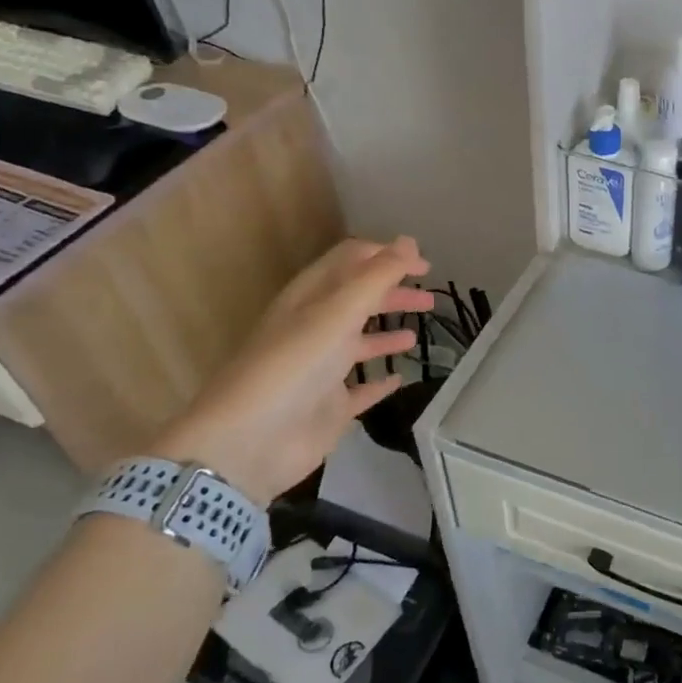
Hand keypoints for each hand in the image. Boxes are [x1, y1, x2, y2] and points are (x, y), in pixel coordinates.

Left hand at [152, 238, 436, 505]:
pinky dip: (380, 382)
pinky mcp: (330, 406)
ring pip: (360, 343)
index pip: (351, 262)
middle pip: (359, 300)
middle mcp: (315, 328)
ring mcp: (322, 369)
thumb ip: (377, 276)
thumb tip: (409, 240)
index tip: (425, 264)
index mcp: (311, 298)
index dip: (387, 256)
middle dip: (393, 293)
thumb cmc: (294, 366)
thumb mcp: (337, 312)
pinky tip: (400, 379)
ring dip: (388, 334)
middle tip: (431, 297)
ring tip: (418, 334)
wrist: (250, 442)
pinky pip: (361, 389)